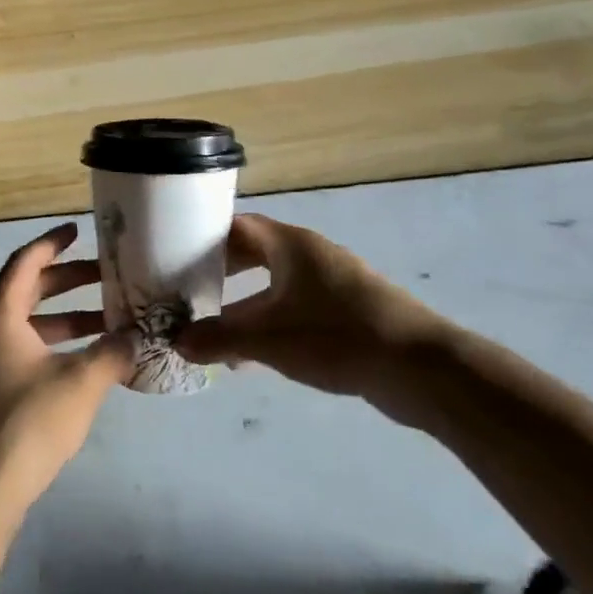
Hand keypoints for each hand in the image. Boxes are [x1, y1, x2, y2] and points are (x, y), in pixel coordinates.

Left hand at [0, 224, 134, 512]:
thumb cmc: (26, 423)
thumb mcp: (81, 383)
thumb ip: (113, 352)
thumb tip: (138, 336)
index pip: (26, 261)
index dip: (53, 242)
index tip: (79, 230)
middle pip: (28, 290)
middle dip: (68, 281)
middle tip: (108, 276)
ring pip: (27, 324)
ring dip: (66, 319)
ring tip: (109, 321)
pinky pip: (22, 349)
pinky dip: (53, 345)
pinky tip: (86, 362)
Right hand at [175, 214, 460, 427]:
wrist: (418, 368)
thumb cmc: (335, 336)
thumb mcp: (266, 339)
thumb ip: (218, 338)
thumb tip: (177, 342)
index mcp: (290, 244)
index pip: (238, 225)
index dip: (204, 236)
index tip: (174, 253)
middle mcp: (310, 254)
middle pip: (254, 253)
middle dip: (220, 273)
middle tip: (187, 290)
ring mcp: (332, 282)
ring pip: (274, 284)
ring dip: (244, 304)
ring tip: (212, 329)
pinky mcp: (347, 311)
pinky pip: (294, 308)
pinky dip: (269, 323)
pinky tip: (252, 357)